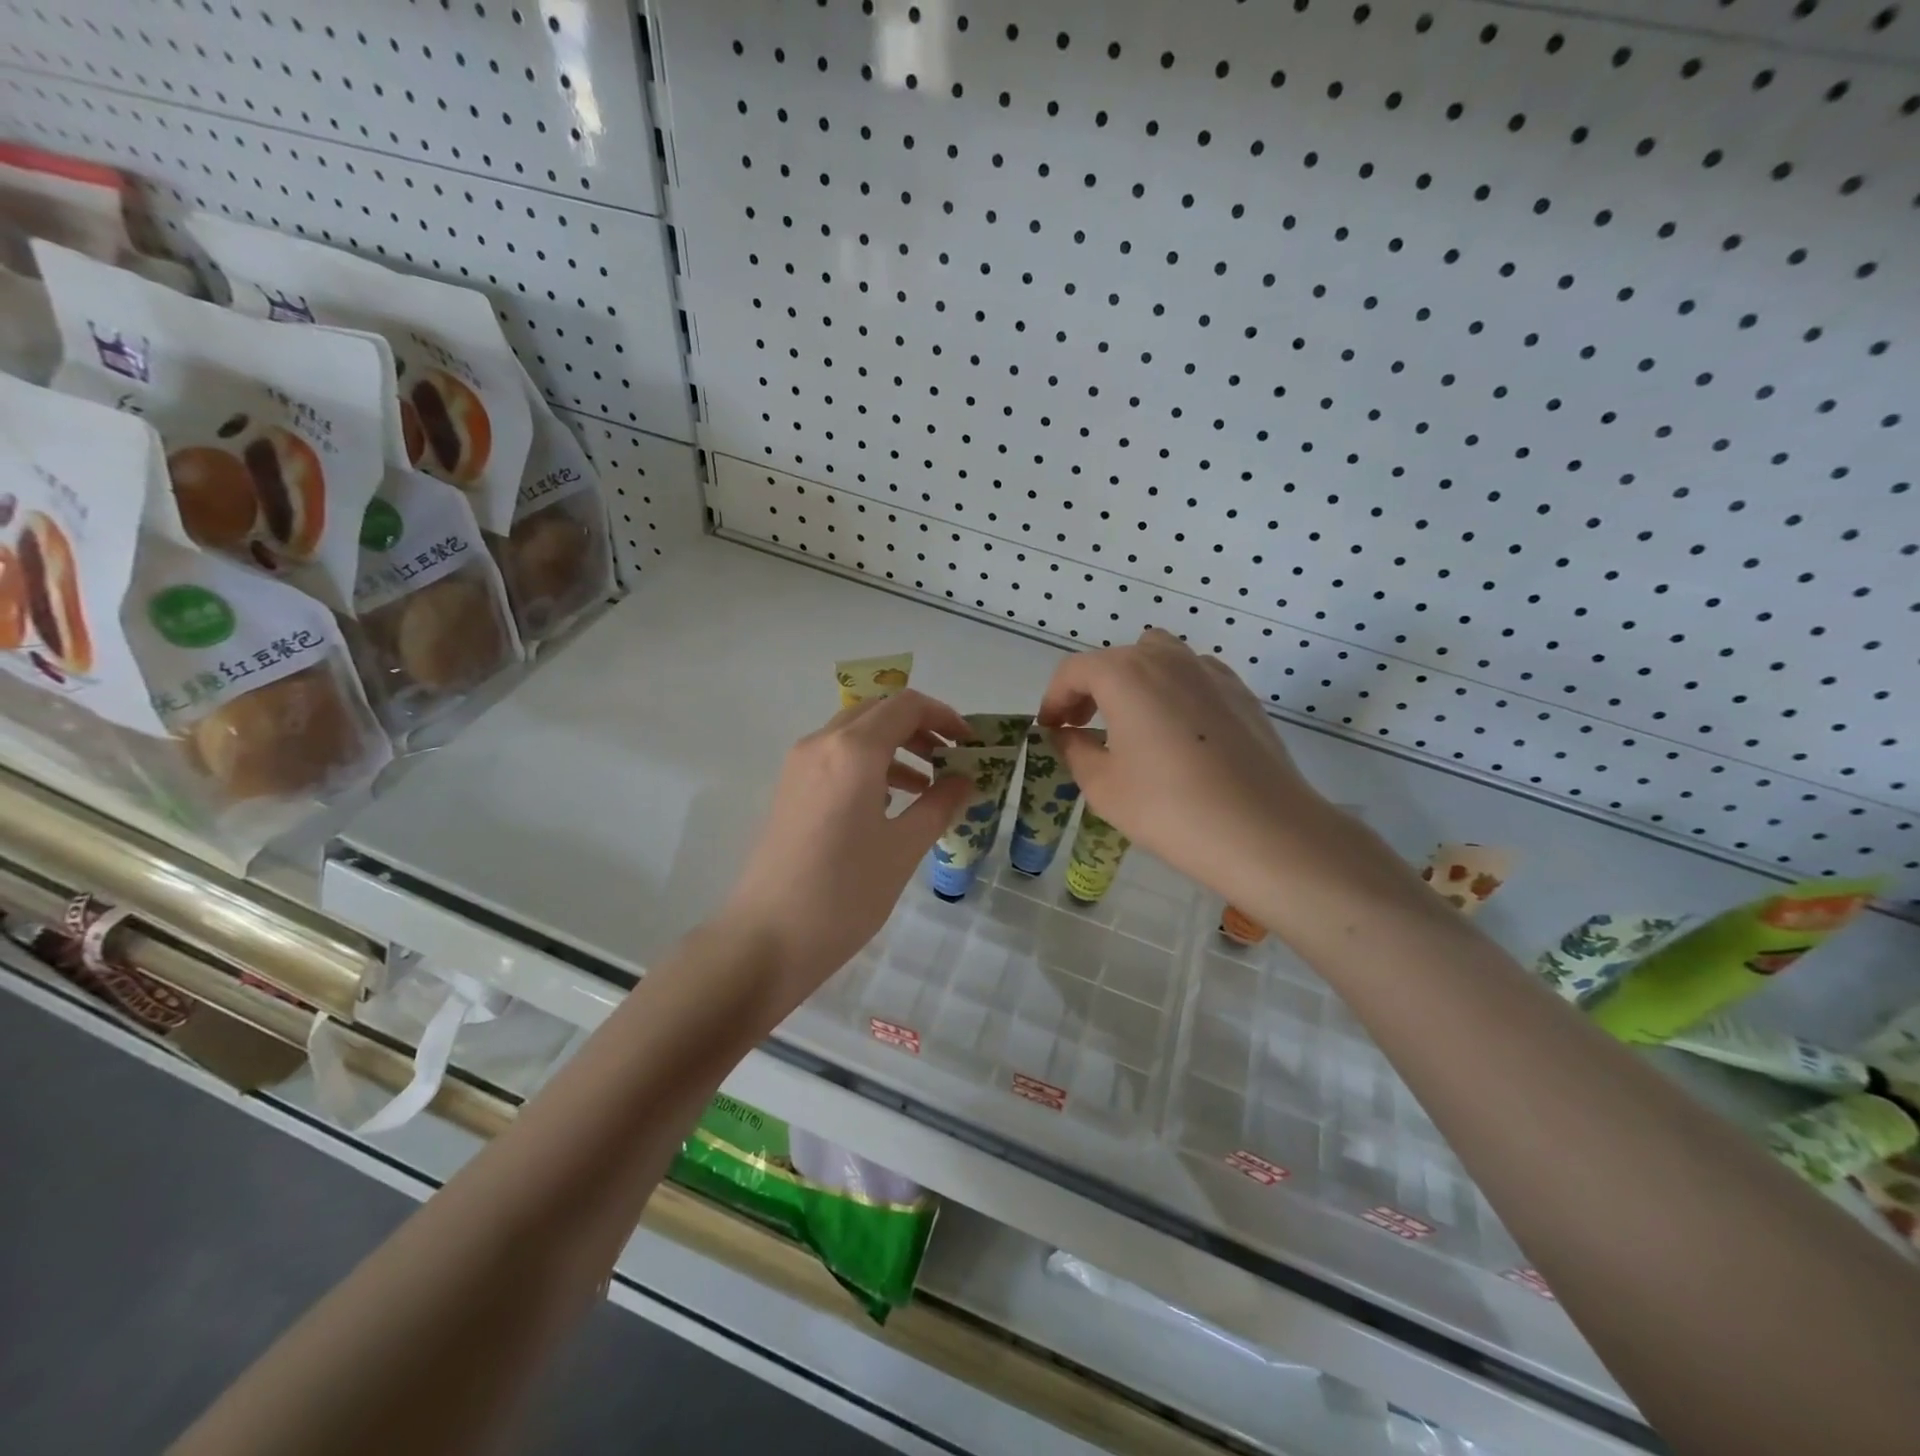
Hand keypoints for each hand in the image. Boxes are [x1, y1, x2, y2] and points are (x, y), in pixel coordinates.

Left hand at [723, 690, 972, 1002]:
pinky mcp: (789, 789)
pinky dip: (868, 764)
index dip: (944, 716)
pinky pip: (835, 757)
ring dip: (894, 745)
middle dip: (919, 727)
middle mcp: (822, 744)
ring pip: (854, 733)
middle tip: (950, 759)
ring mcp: (799, 765)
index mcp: (853, 751)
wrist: (767, 938)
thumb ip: (939, 805)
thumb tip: (964, 780)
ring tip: (926, 785)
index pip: (906, 706)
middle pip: (878, 711)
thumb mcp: (903, 849)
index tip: (970, 744)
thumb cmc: (844, 893)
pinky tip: (889, 802)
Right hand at [1040, 629, 1402, 927]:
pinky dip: (1174, 692)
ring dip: (1134, 683)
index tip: (1049, 730)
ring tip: (1131, 725)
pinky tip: (1178, 734)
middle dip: (1091, 689)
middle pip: (1117, 659)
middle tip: (1082, 728)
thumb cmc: (1169, 808)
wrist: (1263, 831)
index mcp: (1125, 674)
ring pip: (1159, 658)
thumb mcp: (1104, 786)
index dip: (1053, 699)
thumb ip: (1075, 751)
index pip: (1074, 671)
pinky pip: (1194, 677)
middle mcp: (1167, 659)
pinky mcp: (1241, 694)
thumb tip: (1067, 736)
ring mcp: (1210, 672)